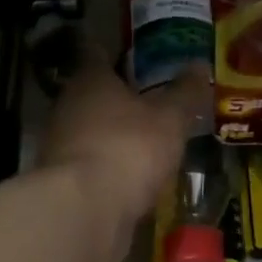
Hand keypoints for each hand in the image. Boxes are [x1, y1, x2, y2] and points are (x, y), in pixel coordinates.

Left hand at [39, 56, 205, 243]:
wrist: (85, 211)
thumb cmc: (129, 148)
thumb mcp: (170, 119)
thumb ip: (185, 93)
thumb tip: (200, 64)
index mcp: (91, 81)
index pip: (97, 53)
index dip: (113, 50)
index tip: (130, 51)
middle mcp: (68, 106)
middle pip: (92, 93)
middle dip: (117, 95)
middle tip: (149, 96)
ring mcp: (61, 146)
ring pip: (90, 129)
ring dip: (112, 133)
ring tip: (146, 138)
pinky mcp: (63, 182)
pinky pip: (92, 163)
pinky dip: (109, 164)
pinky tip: (132, 174)